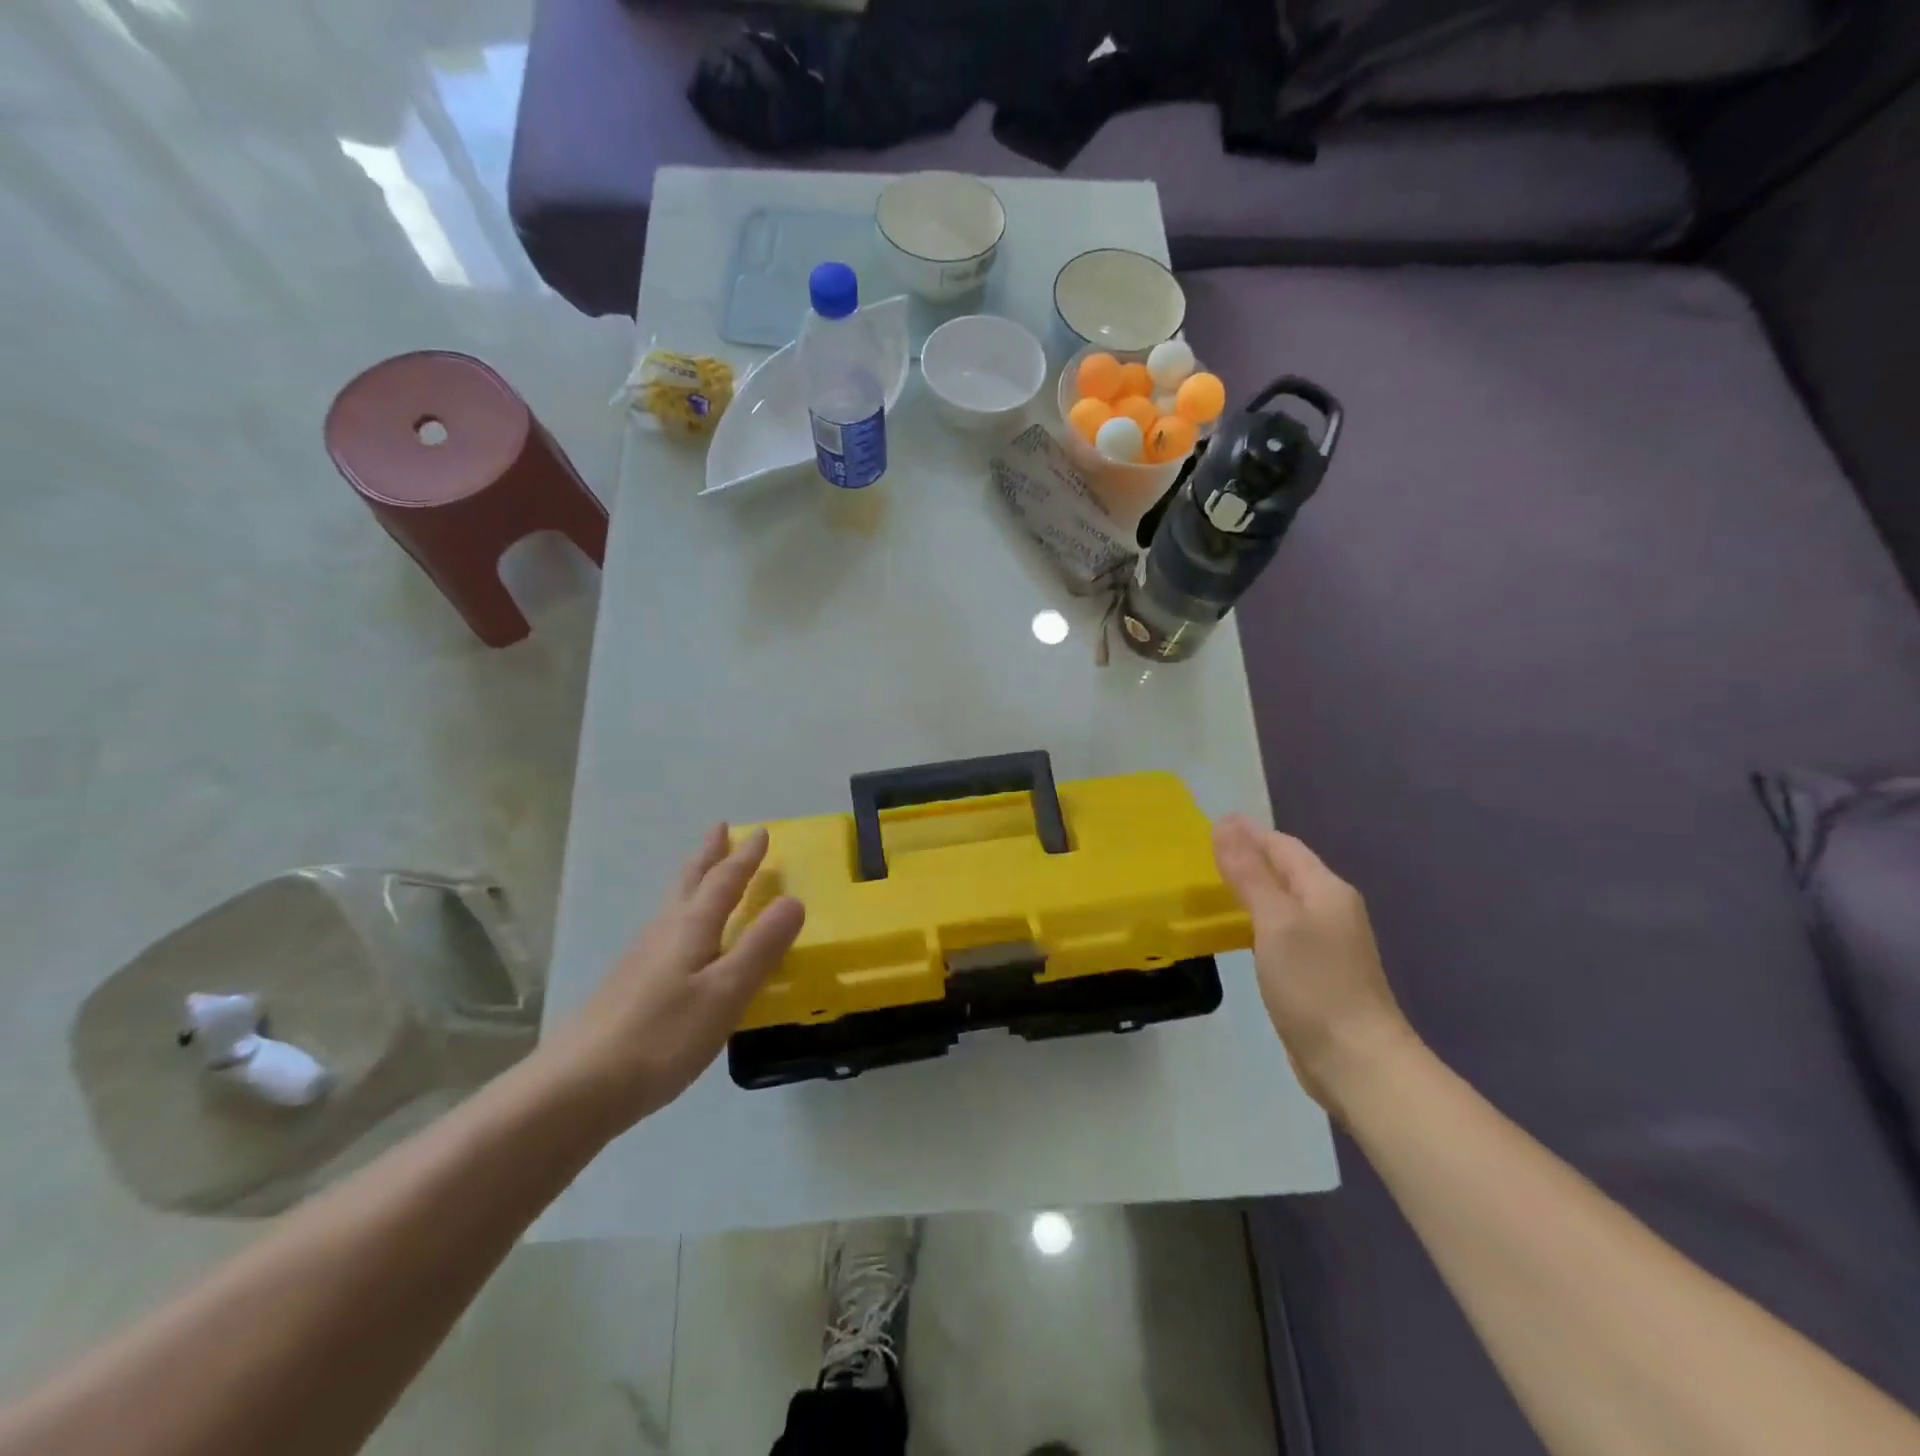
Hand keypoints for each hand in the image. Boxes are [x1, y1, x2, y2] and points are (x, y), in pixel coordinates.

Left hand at [541, 825, 803, 1132]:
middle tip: (720, 829)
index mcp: (691, 927)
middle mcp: (664, 932)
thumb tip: (793, 900)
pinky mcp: (629, 985)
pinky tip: (680, 939)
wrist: (577, 1087)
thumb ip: (761, 947)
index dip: (744, 857)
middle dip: (709, 854)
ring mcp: (641, 958)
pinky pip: (665, 930)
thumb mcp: (726, 992)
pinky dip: (682, 914)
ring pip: (673, 904)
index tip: (760, 832)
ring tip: (703, 872)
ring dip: (693, 880)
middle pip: (689, 881)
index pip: (724, 881)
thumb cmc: (662, 1036)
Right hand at [1213, 815, 1412, 1114]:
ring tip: (1209, 889)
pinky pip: (1281, 930)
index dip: (1247, 834)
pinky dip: (1255, 920)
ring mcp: (1327, 942)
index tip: (1207, 828)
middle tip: (1200, 856)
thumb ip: (1249, 873)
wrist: (1356, 1062)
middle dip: (1247, 858)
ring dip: (1249, 889)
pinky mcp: (1317, 971)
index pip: (1282, 846)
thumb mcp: (1275, 921)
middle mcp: (1330, 908)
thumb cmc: (1315, 984)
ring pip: (1282, 901)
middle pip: (1284, 870)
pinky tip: (1235, 931)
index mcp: (1325, 889)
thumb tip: (1226, 824)